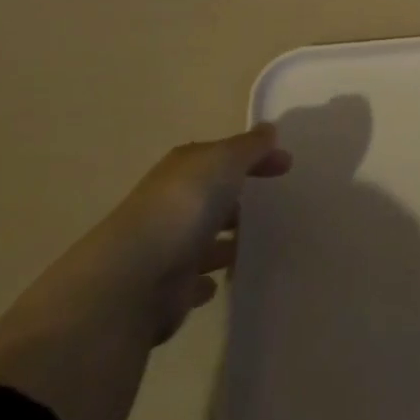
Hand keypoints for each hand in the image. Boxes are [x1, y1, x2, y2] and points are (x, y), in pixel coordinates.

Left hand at [97, 128, 293, 344]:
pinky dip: (209, 278)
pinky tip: (227, 279)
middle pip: (211, 197)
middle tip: (276, 205)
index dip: (255, 157)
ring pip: (205, 239)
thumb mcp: (224, 162)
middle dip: (239, 200)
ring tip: (263, 243)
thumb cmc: (184, 208)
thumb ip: (249, 147)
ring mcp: (168, 248)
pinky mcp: (167, 290)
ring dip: (227, 241)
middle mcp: (172, 205)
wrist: (133, 281)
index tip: (287, 165)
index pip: (223, 156)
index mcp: (183, 170)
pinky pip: (195, 281)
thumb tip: (269, 129)